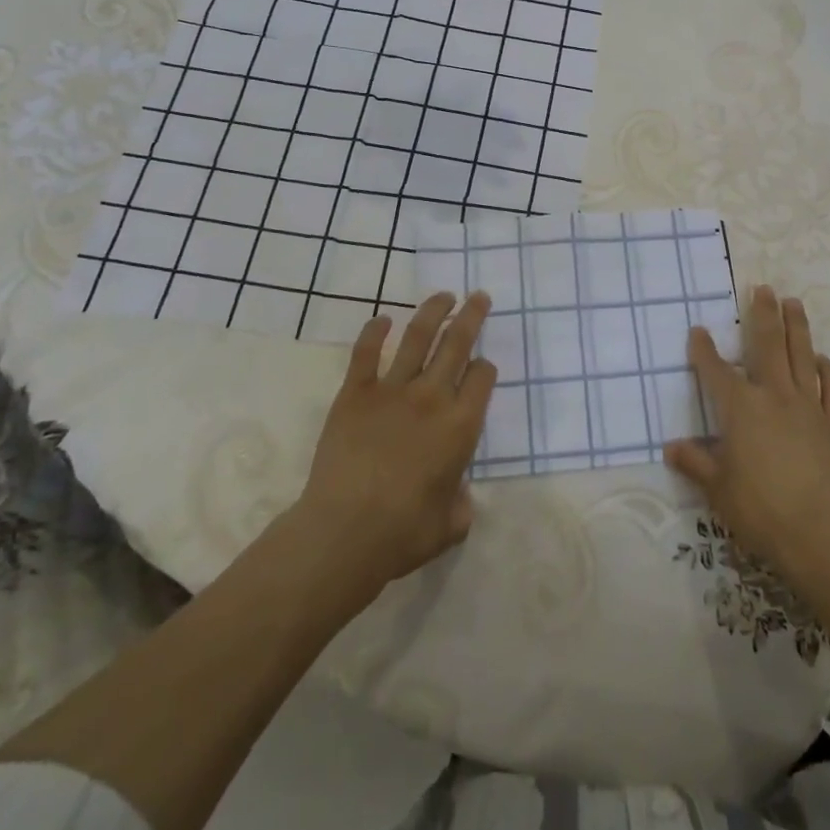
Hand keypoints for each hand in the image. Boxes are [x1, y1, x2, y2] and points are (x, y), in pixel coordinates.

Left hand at [289, 292, 496, 599]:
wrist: (345, 531)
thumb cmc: (404, 533)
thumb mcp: (451, 525)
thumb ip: (461, 502)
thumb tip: (458, 493)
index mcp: (461, 425)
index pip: (482, 378)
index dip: (485, 368)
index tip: (482, 367)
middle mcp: (433, 397)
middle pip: (458, 343)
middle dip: (472, 316)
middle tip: (479, 296)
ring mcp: (393, 390)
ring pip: (418, 337)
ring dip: (434, 311)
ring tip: (443, 296)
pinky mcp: (356, 392)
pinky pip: (366, 353)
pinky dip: (374, 331)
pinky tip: (382, 319)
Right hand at [664, 285, 829, 586]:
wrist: (816, 533)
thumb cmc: (758, 509)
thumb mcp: (717, 489)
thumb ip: (695, 463)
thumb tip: (672, 448)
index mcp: (741, 408)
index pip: (716, 371)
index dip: (704, 349)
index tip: (698, 330)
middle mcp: (774, 396)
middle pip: (767, 346)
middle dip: (762, 315)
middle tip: (762, 288)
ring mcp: (807, 407)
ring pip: (802, 356)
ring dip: (797, 327)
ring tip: (793, 303)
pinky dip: (828, 371)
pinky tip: (823, 359)